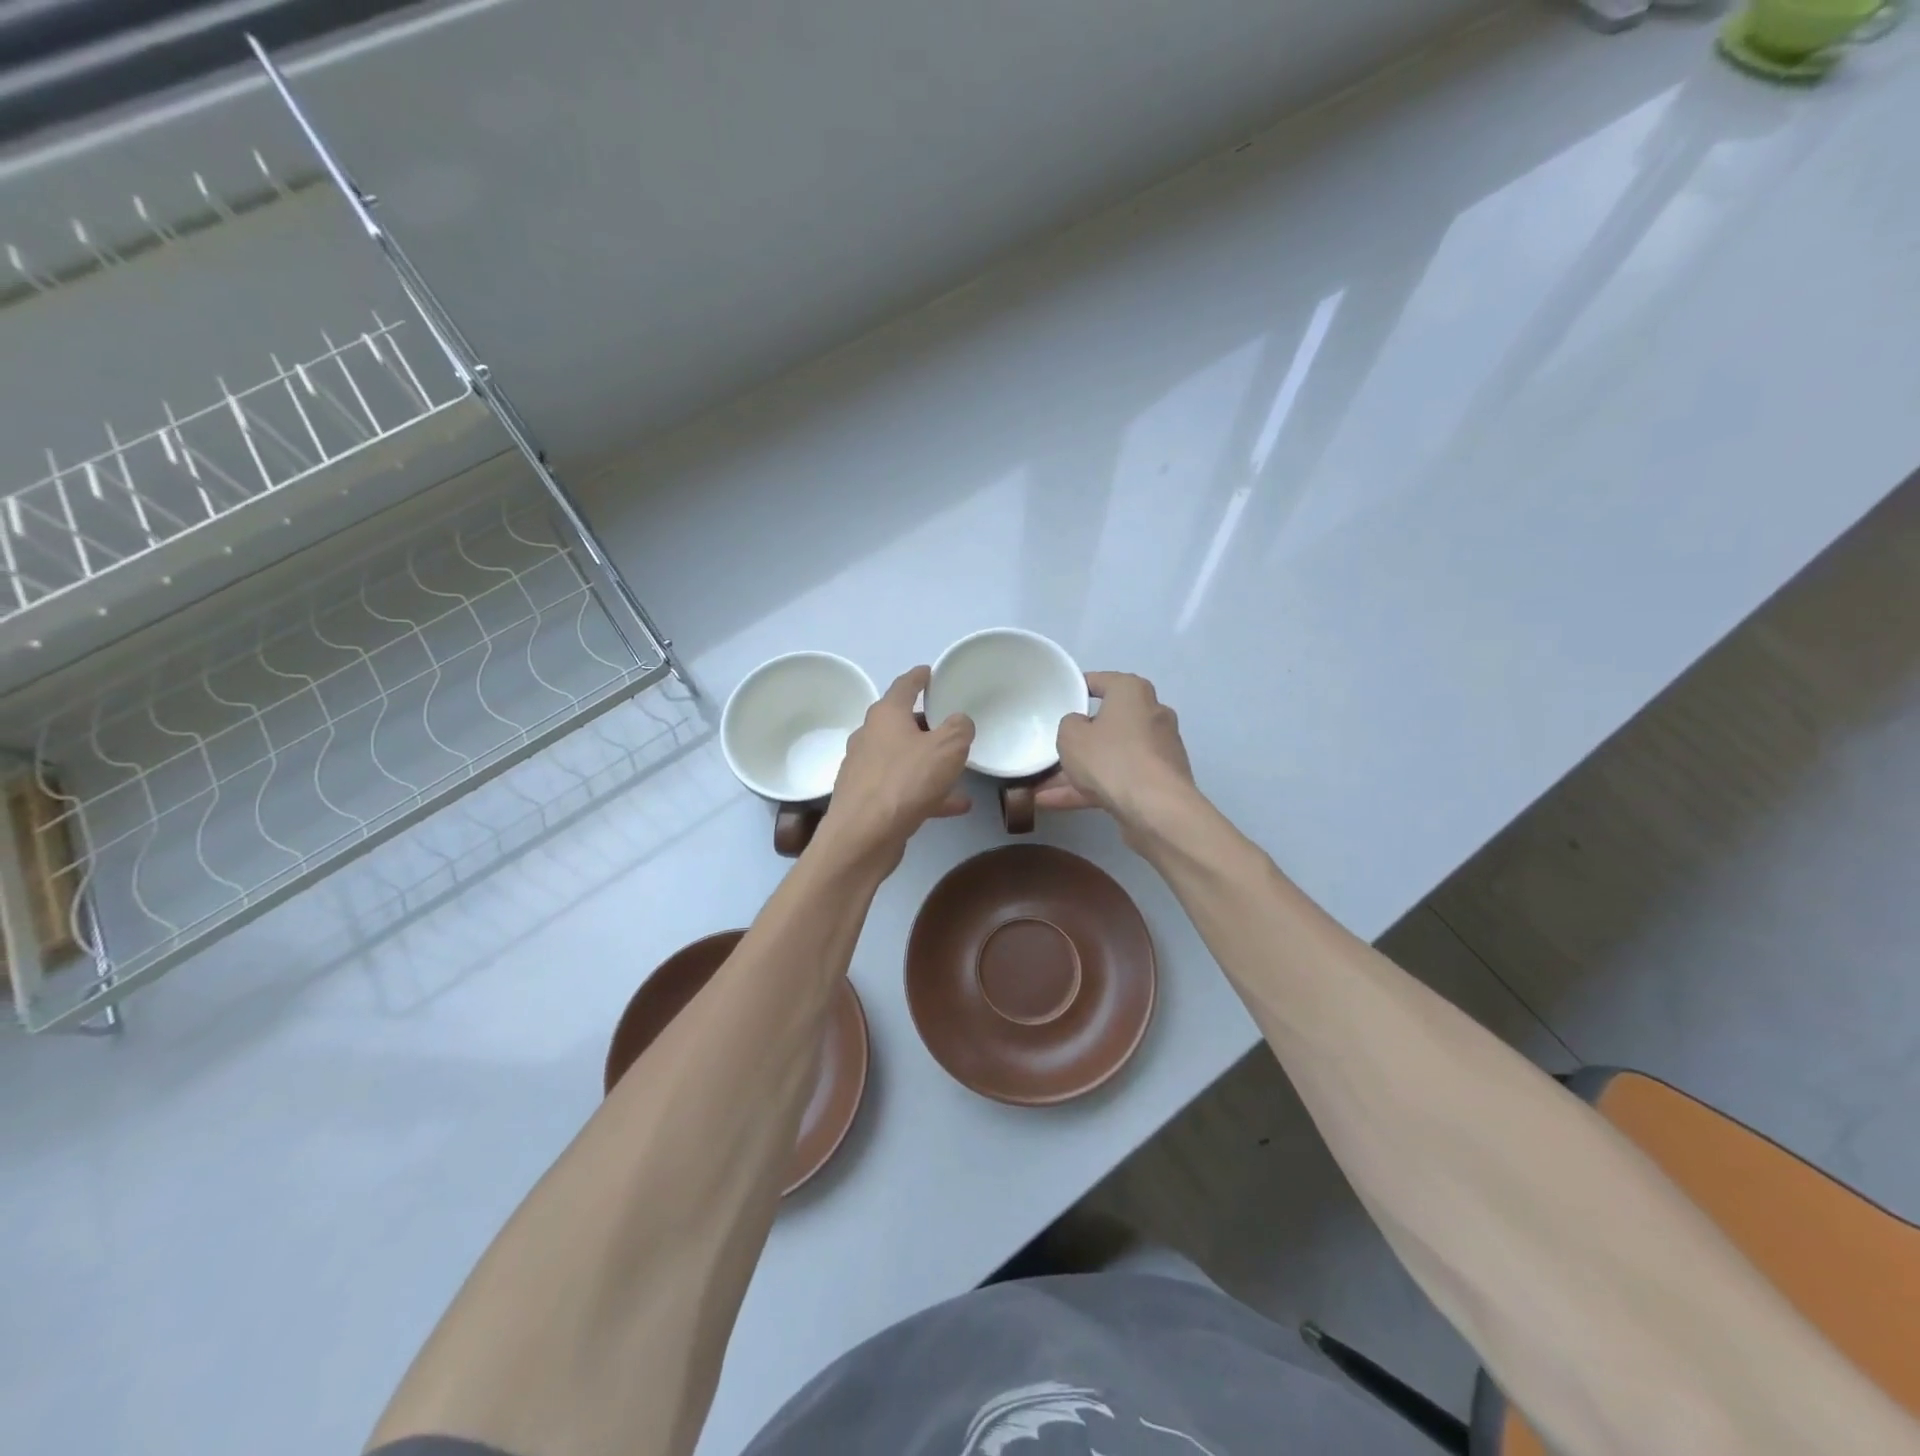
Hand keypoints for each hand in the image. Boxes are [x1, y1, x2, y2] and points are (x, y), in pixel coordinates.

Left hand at [817, 666, 973, 863]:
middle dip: (925, 724)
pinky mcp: (866, 800)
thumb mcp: (947, 748)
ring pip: (903, 759)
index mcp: (886, 715)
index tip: (929, 672)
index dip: (919, 677)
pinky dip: (926, 792)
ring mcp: (864, 770)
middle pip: (900, 723)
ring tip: (959, 772)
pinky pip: (903, 788)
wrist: (862, 836)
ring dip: (929, 763)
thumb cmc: (905, 781)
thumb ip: (959, 728)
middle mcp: (869, 737)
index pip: (904, 686)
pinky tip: (954, 806)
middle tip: (949, 725)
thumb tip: (959, 721)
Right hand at [1034, 672, 1194, 832]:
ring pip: (1110, 756)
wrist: (1156, 808)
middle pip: (1107, 723)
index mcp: (1133, 692)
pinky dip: (1091, 789)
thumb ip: (1069, 725)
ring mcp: (1157, 750)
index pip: (1101, 681)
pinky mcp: (1158, 781)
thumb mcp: (1071, 736)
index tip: (1059, 700)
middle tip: (1052, 749)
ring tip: (1041, 788)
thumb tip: (1081, 727)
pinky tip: (1055, 803)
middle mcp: (1151, 715)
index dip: (1077, 689)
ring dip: (1078, 771)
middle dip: (1078, 740)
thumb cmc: (1111, 758)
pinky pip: (1118, 779)